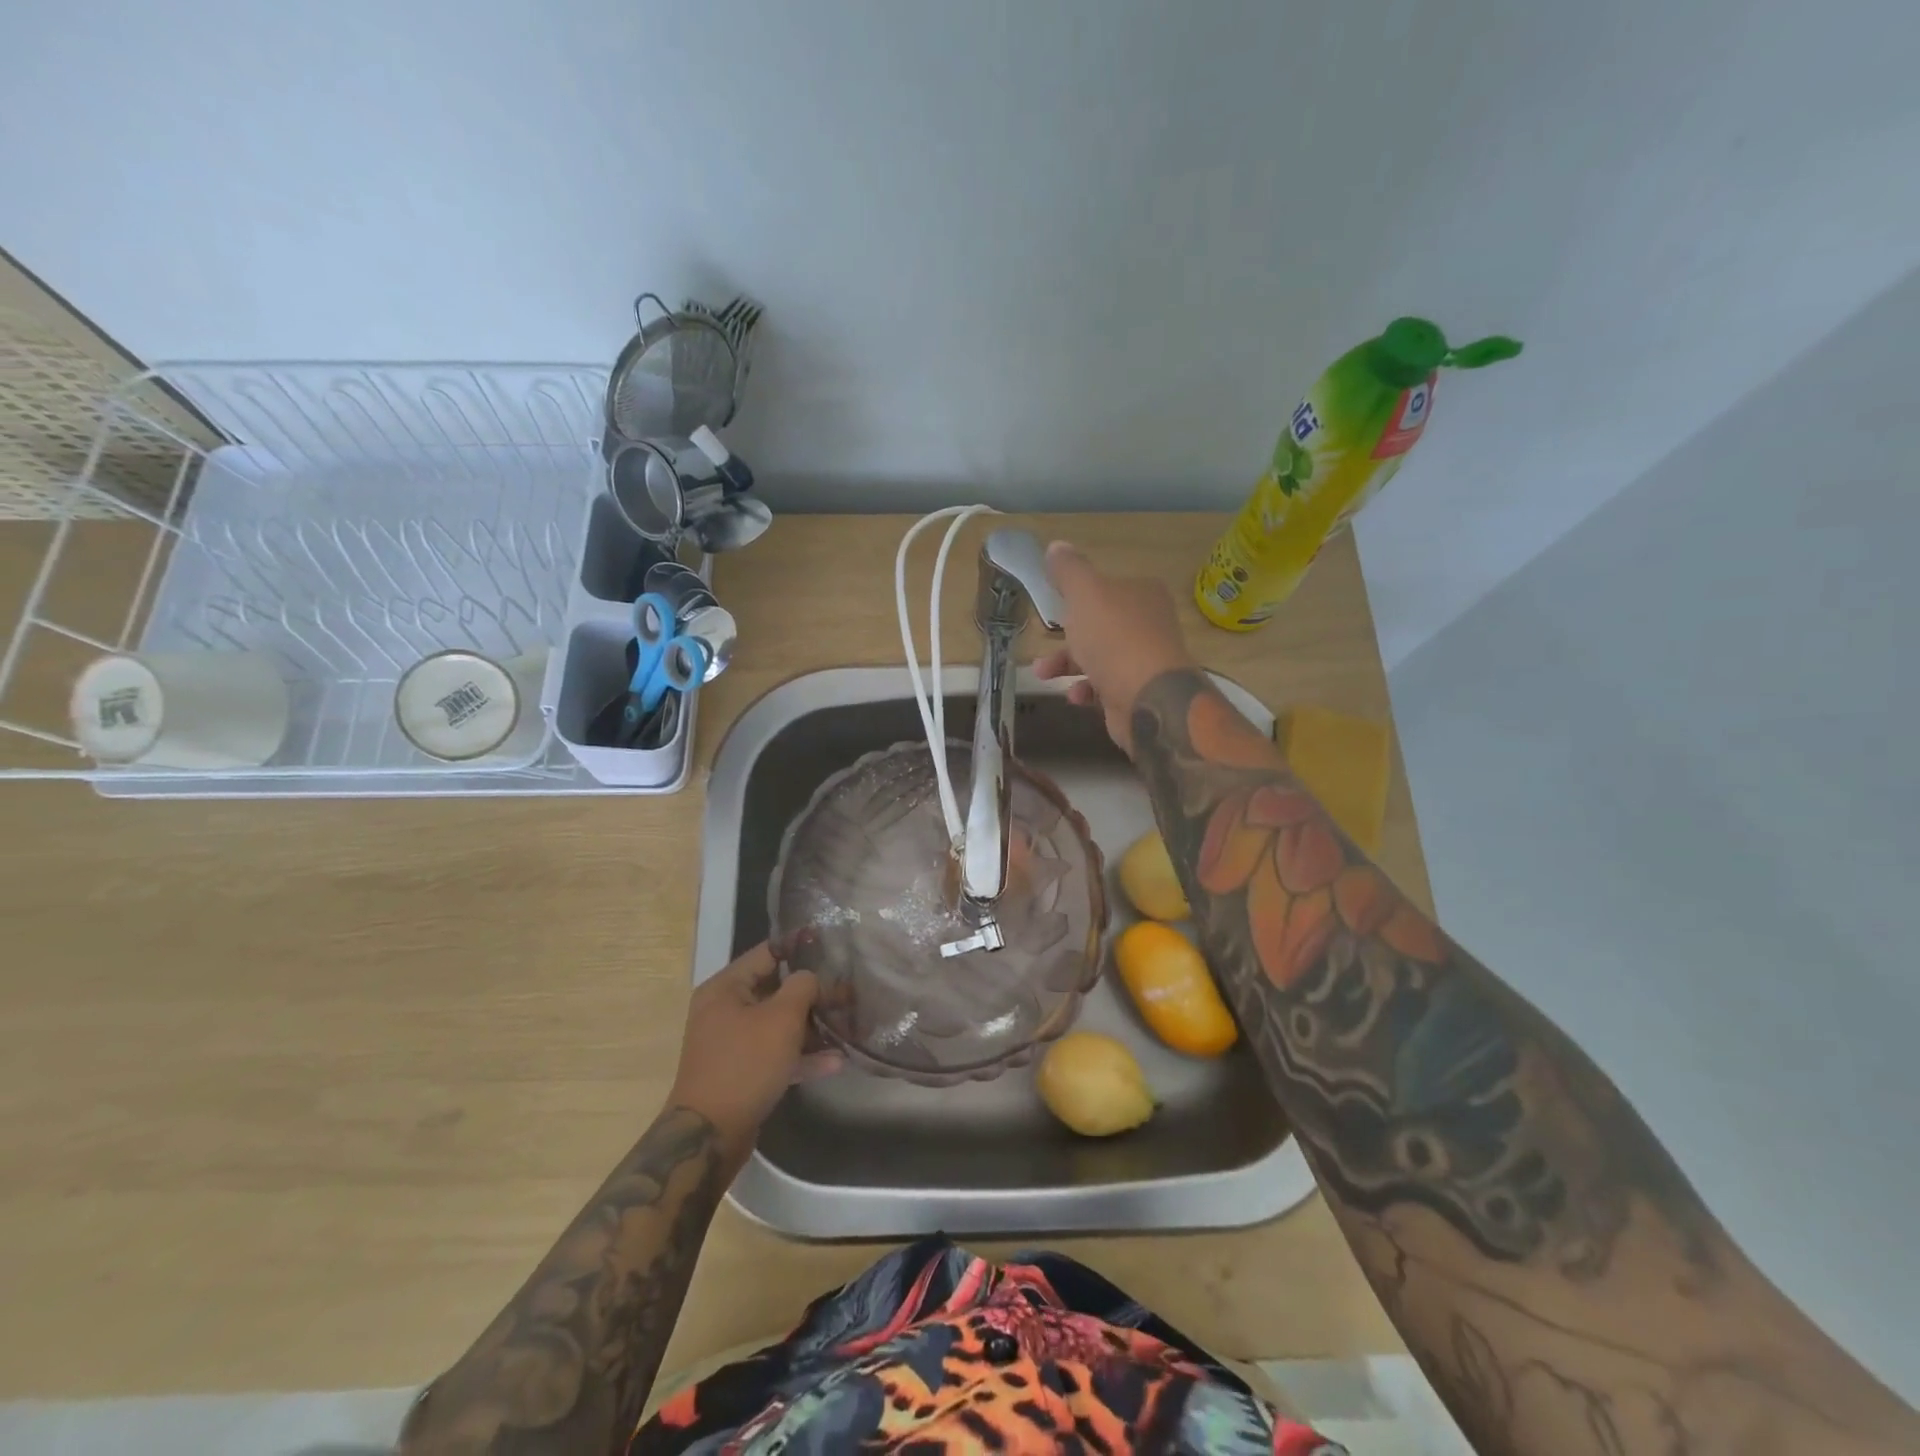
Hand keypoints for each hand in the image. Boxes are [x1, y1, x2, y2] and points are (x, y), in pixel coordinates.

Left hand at [668, 943, 840, 1158]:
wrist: (710, 1135)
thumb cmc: (745, 1064)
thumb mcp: (781, 1018)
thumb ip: (803, 987)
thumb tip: (811, 978)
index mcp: (726, 987)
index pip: (768, 953)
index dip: (800, 946)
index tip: (832, 944)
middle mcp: (725, 1009)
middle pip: (776, 989)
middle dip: (814, 993)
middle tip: (848, 993)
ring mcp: (732, 1042)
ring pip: (779, 1024)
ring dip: (813, 1027)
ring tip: (848, 1027)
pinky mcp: (742, 1071)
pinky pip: (776, 1053)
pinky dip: (801, 1056)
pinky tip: (835, 1062)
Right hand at [1034, 541, 1196, 753]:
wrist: (1148, 698)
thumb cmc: (1114, 637)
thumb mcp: (1085, 593)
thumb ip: (1069, 571)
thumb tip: (1056, 547)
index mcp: (1143, 593)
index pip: (1109, 588)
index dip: (1081, 596)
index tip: (1057, 606)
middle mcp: (1149, 624)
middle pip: (1101, 625)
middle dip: (1067, 636)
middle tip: (1044, 642)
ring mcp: (1146, 661)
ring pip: (1100, 657)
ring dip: (1068, 664)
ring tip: (1043, 674)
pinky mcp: (1140, 693)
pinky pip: (1106, 687)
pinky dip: (1087, 690)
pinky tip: (1075, 695)